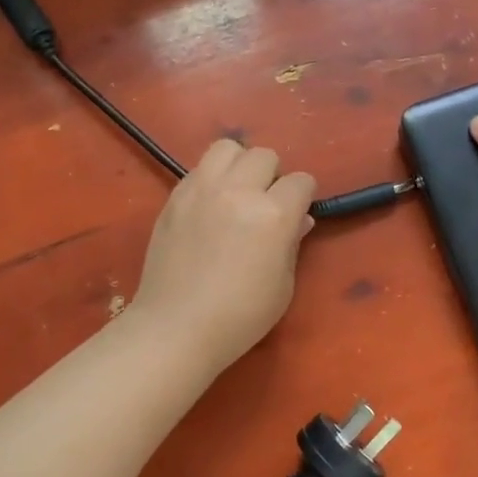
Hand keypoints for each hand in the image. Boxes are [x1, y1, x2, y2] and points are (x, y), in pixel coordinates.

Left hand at [129, 140, 316, 373]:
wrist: (176, 327)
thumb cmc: (240, 317)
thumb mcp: (283, 286)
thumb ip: (292, 244)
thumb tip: (299, 219)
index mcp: (273, 215)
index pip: (301, 181)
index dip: (303, 196)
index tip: (297, 213)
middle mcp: (238, 191)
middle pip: (264, 155)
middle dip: (272, 176)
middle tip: (265, 205)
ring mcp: (201, 190)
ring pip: (227, 148)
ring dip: (239, 165)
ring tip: (236, 193)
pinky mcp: (174, 198)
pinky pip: (198, 169)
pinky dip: (211, 179)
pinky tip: (209, 207)